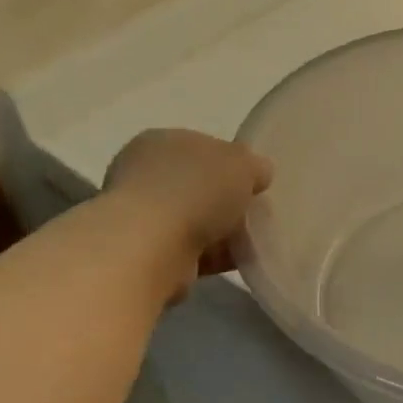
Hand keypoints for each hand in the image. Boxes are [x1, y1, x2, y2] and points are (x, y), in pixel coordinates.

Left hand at [103, 129, 272, 293]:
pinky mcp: (149, 253)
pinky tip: (240, 260)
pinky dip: (215, 255)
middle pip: (198, 186)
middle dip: (227, 201)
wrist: (152, 247)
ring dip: (223, 231)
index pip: (202, 148)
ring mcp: (143, 216)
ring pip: (196, 221)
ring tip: (255, 241)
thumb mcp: (242, 163)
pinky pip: (193, 250)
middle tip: (257, 213)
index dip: (231, 164)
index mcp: (160, 142)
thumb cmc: (194, 190)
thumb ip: (254, 165)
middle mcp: (144, 175)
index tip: (254, 183)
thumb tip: (259, 174)